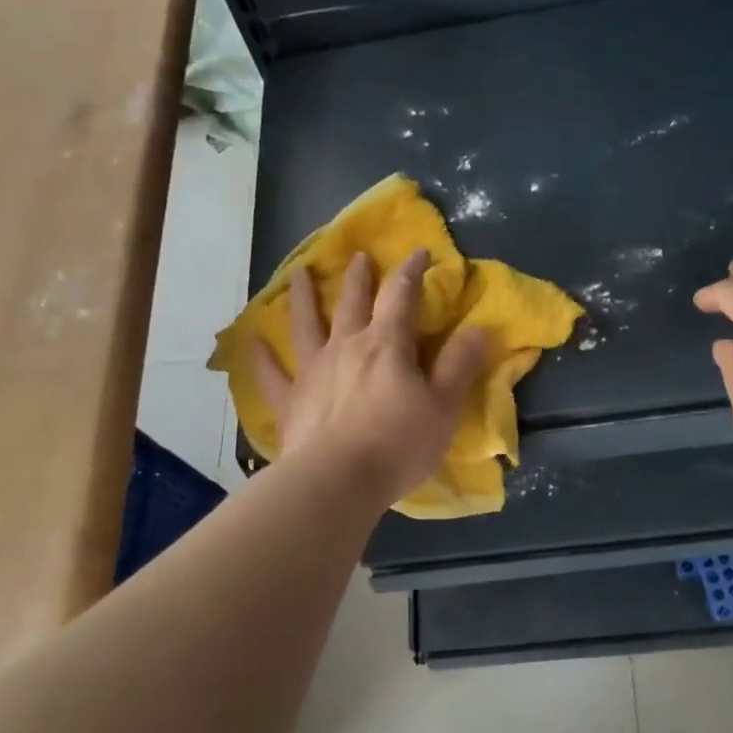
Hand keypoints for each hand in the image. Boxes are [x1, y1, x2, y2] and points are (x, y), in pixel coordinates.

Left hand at [253, 249, 488, 505]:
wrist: (337, 480)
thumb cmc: (398, 444)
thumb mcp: (444, 407)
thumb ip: (459, 365)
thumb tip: (480, 327)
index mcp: (387, 345)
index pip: (401, 296)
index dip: (411, 271)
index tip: (419, 252)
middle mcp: (346, 347)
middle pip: (352, 303)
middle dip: (359, 277)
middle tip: (358, 256)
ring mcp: (313, 371)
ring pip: (306, 325)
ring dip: (304, 297)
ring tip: (298, 273)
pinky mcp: (290, 401)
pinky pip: (272, 374)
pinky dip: (261, 357)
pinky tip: (251, 342)